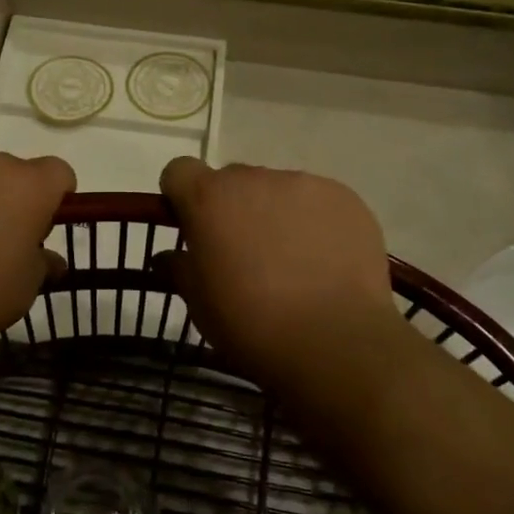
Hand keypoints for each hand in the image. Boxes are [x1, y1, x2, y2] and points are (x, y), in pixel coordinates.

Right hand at [158, 157, 397, 391]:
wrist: (335, 342)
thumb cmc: (251, 324)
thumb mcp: (199, 304)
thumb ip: (180, 269)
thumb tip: (168, 257)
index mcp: (209, 198)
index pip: (180, 171)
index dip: (182, 195)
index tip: (192, 227)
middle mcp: (254, 179)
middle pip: (232, 181)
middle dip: (232, 208)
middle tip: (245, 253)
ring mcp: (304, 184)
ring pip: (278, 190)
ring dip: (276, 213)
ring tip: (294, 262)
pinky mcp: (345, 198)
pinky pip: (318, 201)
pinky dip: (315, 223)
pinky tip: (326, 262)